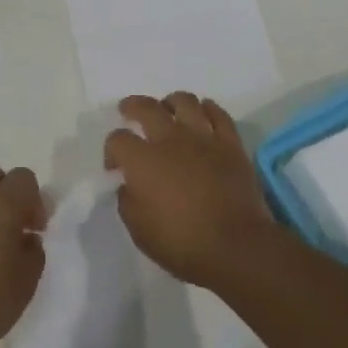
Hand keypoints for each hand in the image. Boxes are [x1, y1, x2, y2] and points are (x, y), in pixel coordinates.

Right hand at [106, 93, 273, 289]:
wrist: (236, 246)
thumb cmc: (183, 243)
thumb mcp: (140, 231)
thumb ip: (128, 201)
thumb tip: (129, 185)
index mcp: (143, 161)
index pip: (117, 139)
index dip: (111, 150)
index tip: (115, 166)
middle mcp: (170, 140)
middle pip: (147, 108)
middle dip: (132, 106)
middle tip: (128, 110)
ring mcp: (203, 138)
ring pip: (184, 101)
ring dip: (171, 102)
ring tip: (168, 109)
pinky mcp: (230, 143)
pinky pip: (218, 114)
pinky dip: (208, 109)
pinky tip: (203, 113)